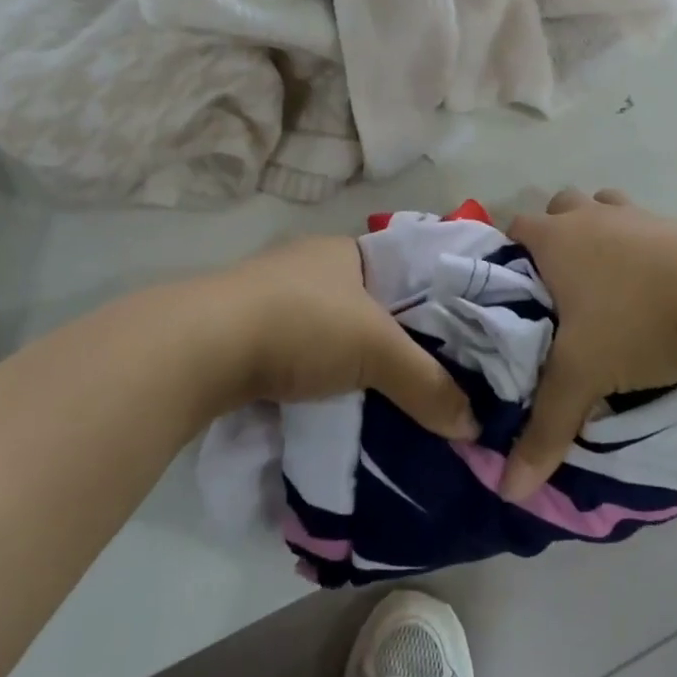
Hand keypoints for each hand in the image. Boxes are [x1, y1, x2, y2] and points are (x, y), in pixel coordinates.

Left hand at [214, 236, 477, 440]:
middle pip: (366, 302)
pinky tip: (329, 399)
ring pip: (330, 328)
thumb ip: (427, 384)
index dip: (429, 304)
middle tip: (423, 377)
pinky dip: (315, 372)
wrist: (202, 346)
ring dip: (349, 359)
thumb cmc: (304, 324)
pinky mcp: (244, 328)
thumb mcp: (377, 351)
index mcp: (345, 250)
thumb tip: (473, 426)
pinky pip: (298, 350)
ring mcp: (272, 294)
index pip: (403, 271)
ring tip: (382, 395)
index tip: (453, 342)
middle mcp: (309, 263)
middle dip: (390, 338)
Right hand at [501, 189, 676, 500]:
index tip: (515, 292)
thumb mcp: (583, 378)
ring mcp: (636, 214)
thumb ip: (544, 430)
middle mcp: (591, 216)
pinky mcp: (675, 223)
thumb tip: (509, 491)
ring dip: (600, 232)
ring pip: (603, 206)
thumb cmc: (636, 323)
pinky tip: (654, 285)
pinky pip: (645, 225)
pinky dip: (641, 245)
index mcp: (557, 240)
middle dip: (555, 237)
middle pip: (559, 208)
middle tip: (562, 288)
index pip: (514, 228)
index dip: (509, 254)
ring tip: (608, 281)